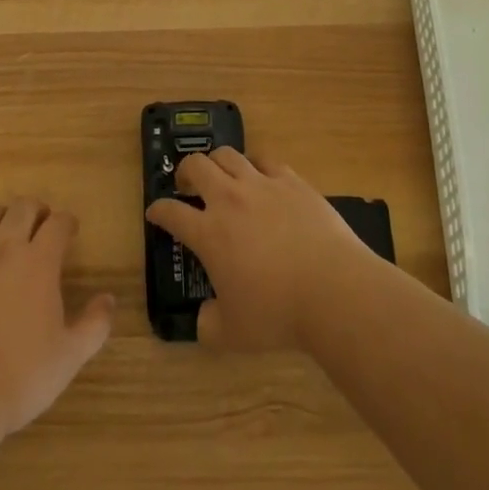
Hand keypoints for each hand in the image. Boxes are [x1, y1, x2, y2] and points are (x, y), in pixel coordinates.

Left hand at [0, 198, 115, 443]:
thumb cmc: (19, 378)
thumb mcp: (70, 357)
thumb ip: (95, 325)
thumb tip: (109, 299)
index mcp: (39, 262)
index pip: (58, 223)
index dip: (67, 222)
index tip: (70, 232)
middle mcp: (4, 249)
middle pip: (22, 207)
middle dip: (36, 210)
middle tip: (41, 227)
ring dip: (0, 216)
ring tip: (5, 232)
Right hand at [144, 148, 380, 350]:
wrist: (332, 289)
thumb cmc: (278, 313)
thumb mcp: (233, 334)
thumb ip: (209, 325)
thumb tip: (204, 318)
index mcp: (209, 233)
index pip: (171, 212)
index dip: (158, 211)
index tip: (155, 213)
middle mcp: (229, 199)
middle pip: (196, 166)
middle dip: (184, 172)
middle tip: (187, 185)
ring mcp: (261, 185)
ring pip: (228, 154)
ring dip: (216, 162)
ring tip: (221, 175)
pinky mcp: (291, 180)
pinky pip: (265, 159)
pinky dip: (255, 165)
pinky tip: (259, 177)